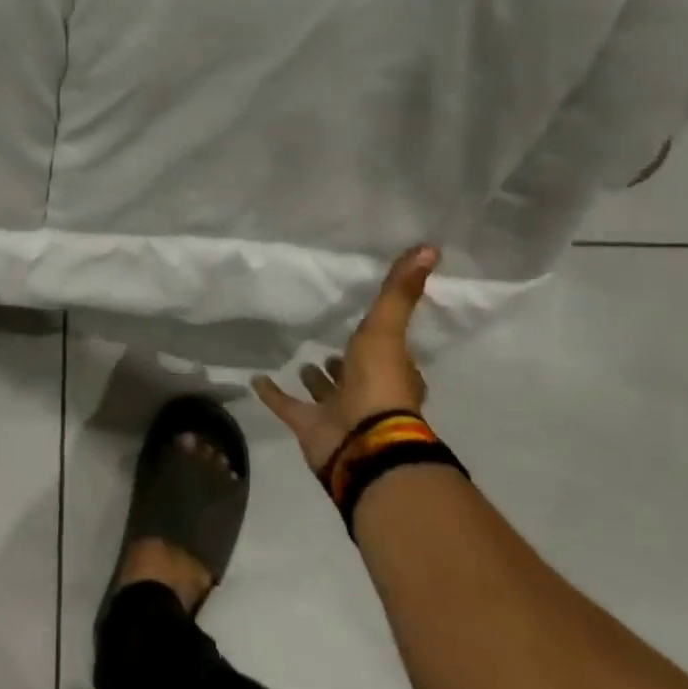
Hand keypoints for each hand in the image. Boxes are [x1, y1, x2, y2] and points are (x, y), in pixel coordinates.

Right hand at [252, 245, 438, 473]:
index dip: (382, 342)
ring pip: (325, 393)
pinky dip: (272, 394)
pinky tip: (256, 379)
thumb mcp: (388, 328)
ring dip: (316, 380)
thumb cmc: (380, 384)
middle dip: (344, 363)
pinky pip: (287, 406)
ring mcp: (337, 413)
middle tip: (329, 346)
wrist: (362, 442)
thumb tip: (431, 246)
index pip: (389, 354)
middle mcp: (368, 394)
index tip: (369, 326)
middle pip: (355, 375)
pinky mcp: (309, 427)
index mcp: (392, 374)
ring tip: (301, 361)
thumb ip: (400, 291)